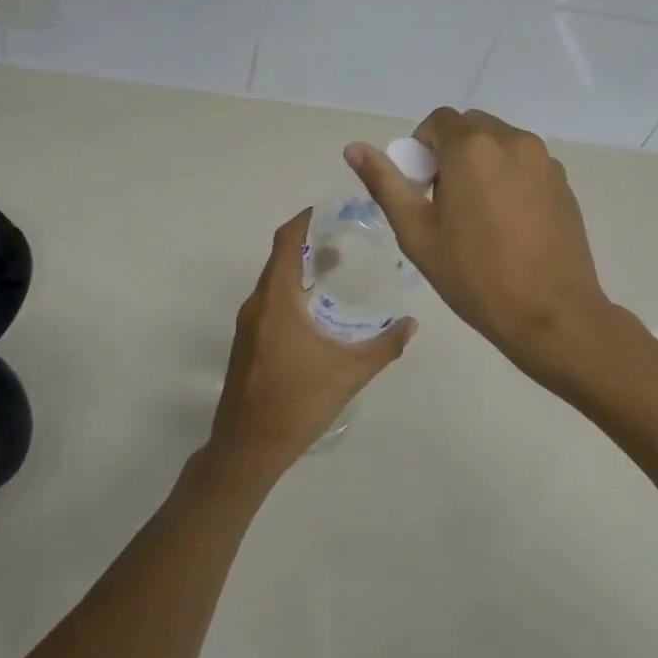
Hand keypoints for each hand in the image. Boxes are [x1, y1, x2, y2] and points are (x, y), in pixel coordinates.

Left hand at [207, 210, 415, 477]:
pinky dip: (291, 292)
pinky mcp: (245, 344)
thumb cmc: (298, 403)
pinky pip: (268, 303)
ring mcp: (247, 325)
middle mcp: (257, 305)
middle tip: (344, 239)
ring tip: (334, 269)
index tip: (328, 210)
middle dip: (308, 244)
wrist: (247, 448)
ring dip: (300, 270)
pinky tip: (315, 311)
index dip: (304, 220)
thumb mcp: (349, 373)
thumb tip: (411, 324)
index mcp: (277, 302)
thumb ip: (384, 346)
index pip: (286, 242)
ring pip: (273, 283)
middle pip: (279, 259)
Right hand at [347, 109, 613, 386]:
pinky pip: (526, 165)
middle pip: (471, 128)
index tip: (422, 187)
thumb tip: (354, 148)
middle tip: (446, 203)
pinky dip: (510, 179)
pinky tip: (509, 225)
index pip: (438, 121)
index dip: (421, 148)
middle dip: (452, 154)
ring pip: (500, 145)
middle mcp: (513, 140)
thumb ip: (385, 183)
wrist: (550, 313)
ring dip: (482, 165)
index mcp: (472, 147)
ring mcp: (544, 161)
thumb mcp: (416, 232)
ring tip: (479, 217)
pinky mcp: (564, 183)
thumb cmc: (474, 274)